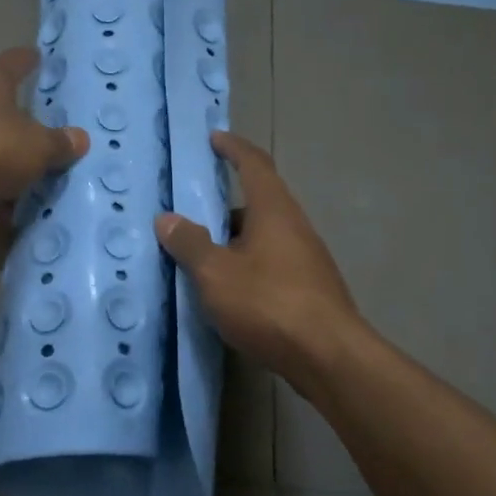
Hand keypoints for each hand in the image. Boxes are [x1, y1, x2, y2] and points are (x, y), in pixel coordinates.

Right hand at [155, 132, 361, 387]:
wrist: (328, 357)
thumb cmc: (269, 303)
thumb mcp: (216, 274)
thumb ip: (190, 244)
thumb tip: (167, 218)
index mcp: (274, 211)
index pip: (254, 164)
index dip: (233, 148)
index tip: (214, 138)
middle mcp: (295, 227)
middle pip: (259, 202)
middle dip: (226, 204)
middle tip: (193, 212)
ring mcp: (307, 259)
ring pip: (265, 237)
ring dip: (235, 240)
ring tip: (202, 257)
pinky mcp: (310, 290)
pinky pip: (271, 264)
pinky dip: (247, 266)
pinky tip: (229, 291)